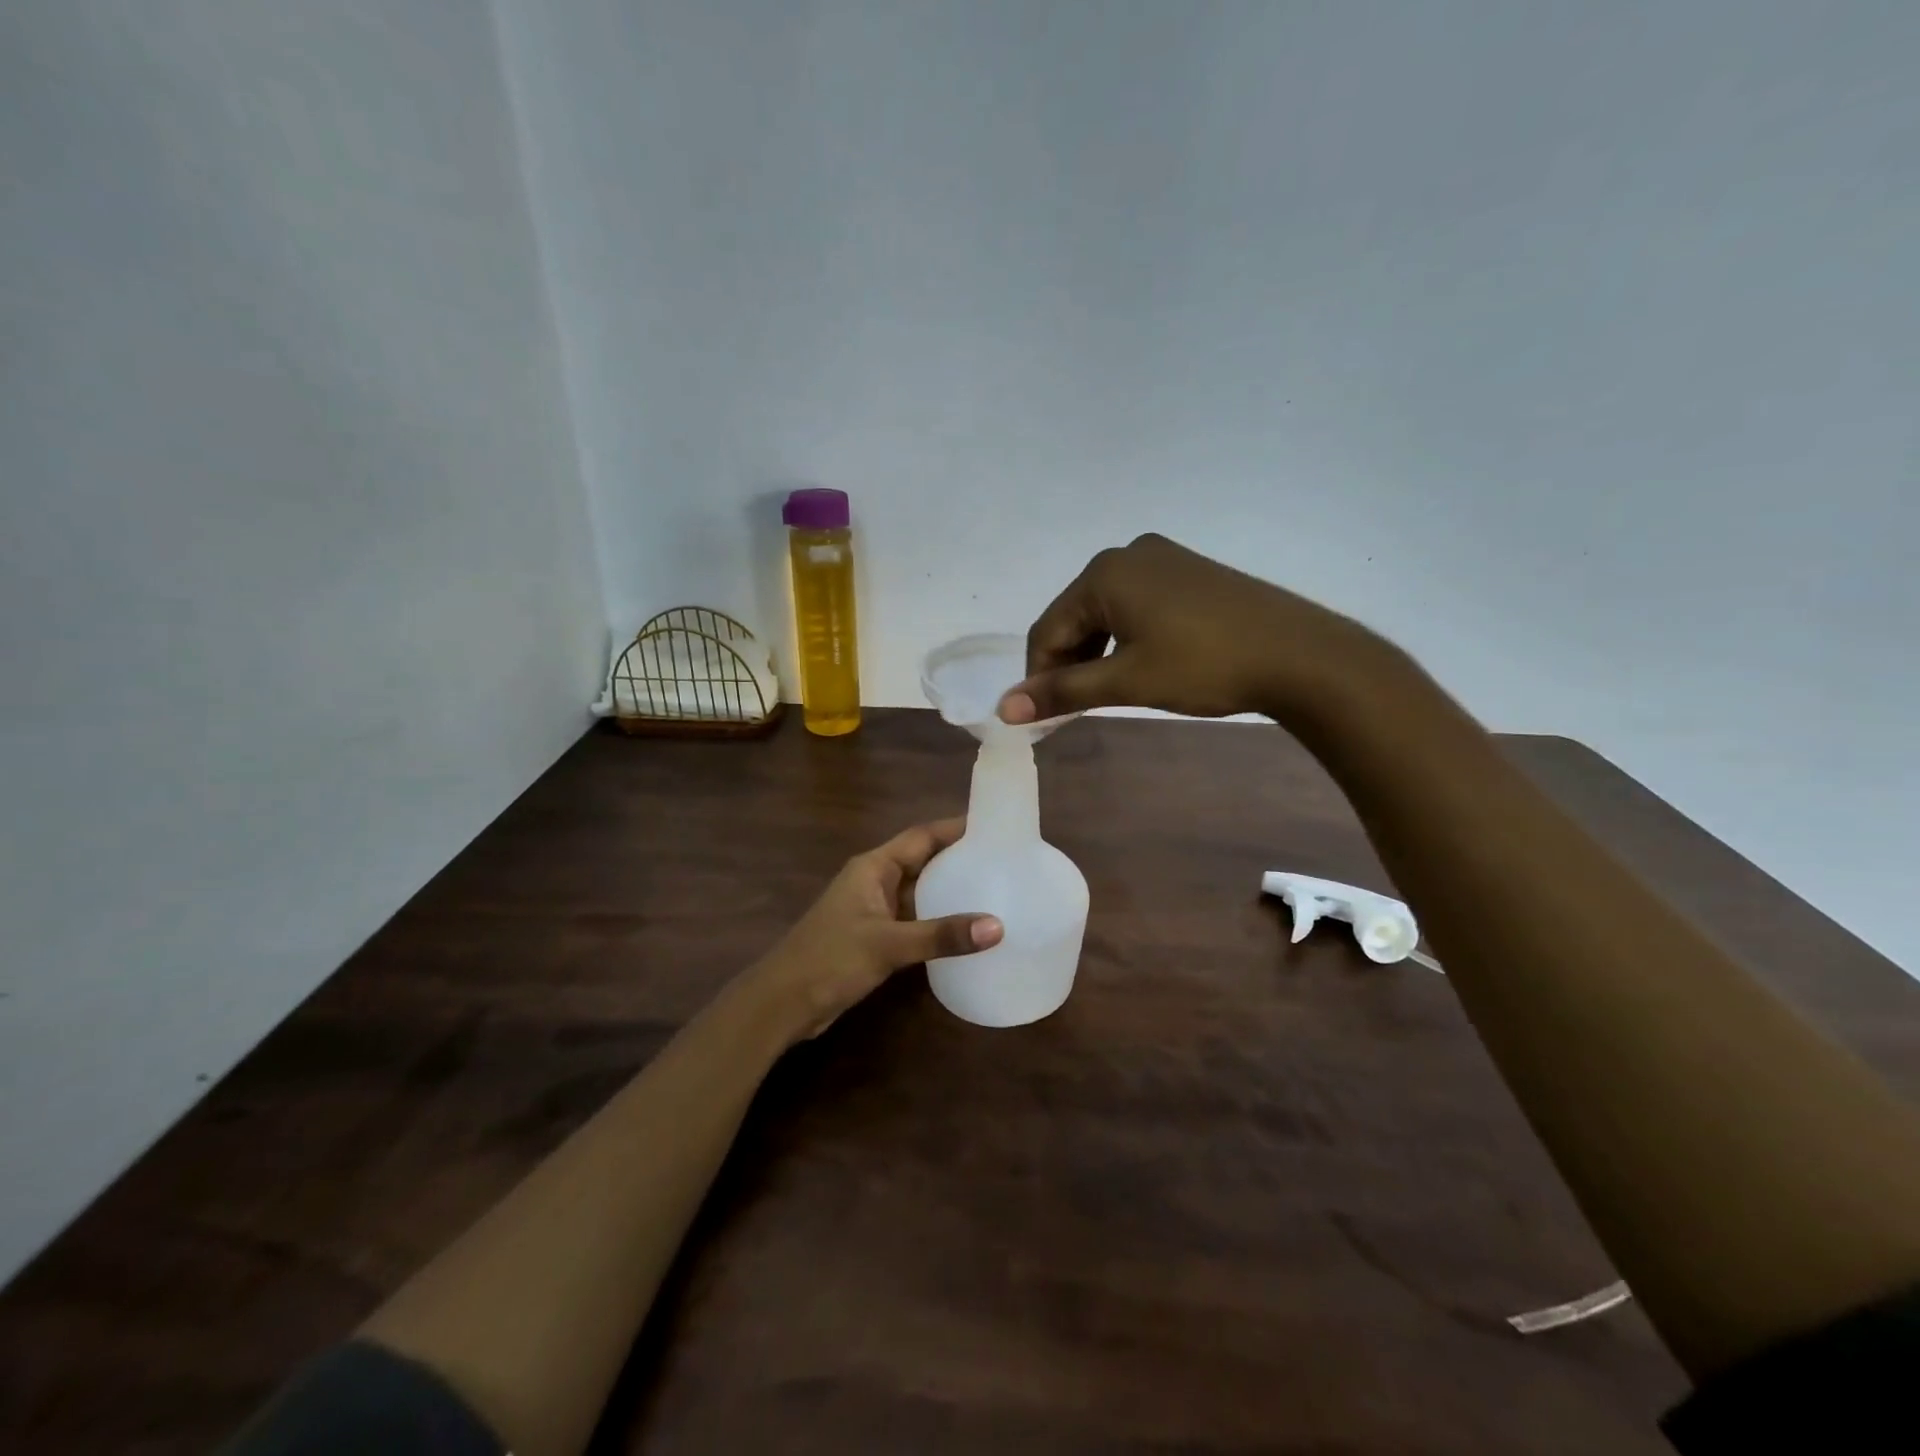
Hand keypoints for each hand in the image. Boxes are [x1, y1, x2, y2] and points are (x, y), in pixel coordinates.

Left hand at [746, 819, 1001, 1041]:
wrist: (782, 1004)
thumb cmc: (830, 959)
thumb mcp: (888, 944)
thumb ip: (941, 935)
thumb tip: (997, 927)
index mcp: (873, 867)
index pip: (921, 837)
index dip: (955, 828)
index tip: (994, 825)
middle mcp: (875, 881)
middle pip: (924, 862)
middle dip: (960, 859)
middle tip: (1005, 860)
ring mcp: (874, 911)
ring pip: (921, 893)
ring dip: (951, 893)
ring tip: (997, 892)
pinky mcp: (875, 938)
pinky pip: (915, 921)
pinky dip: (939, 922)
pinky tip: (967, 932)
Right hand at [999, 533, 1384, 723]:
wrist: (1299, 654)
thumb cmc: (1204, 665)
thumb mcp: (1126, 681)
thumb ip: (1063, 691)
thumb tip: (1004, 708)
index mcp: (1105, 572)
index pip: (1047, 628)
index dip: (1038, 674)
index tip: (1042, 715)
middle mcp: (1128, 554)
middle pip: (1075, 616)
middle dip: (1068, 663)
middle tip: (1074, 707)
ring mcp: (1163, 559)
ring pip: (1106, 612)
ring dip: (1096, 653)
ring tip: (1106, 692)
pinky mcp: (1189, 572)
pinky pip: (1137, 605)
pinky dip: (1125, 638)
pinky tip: (1139, 665)